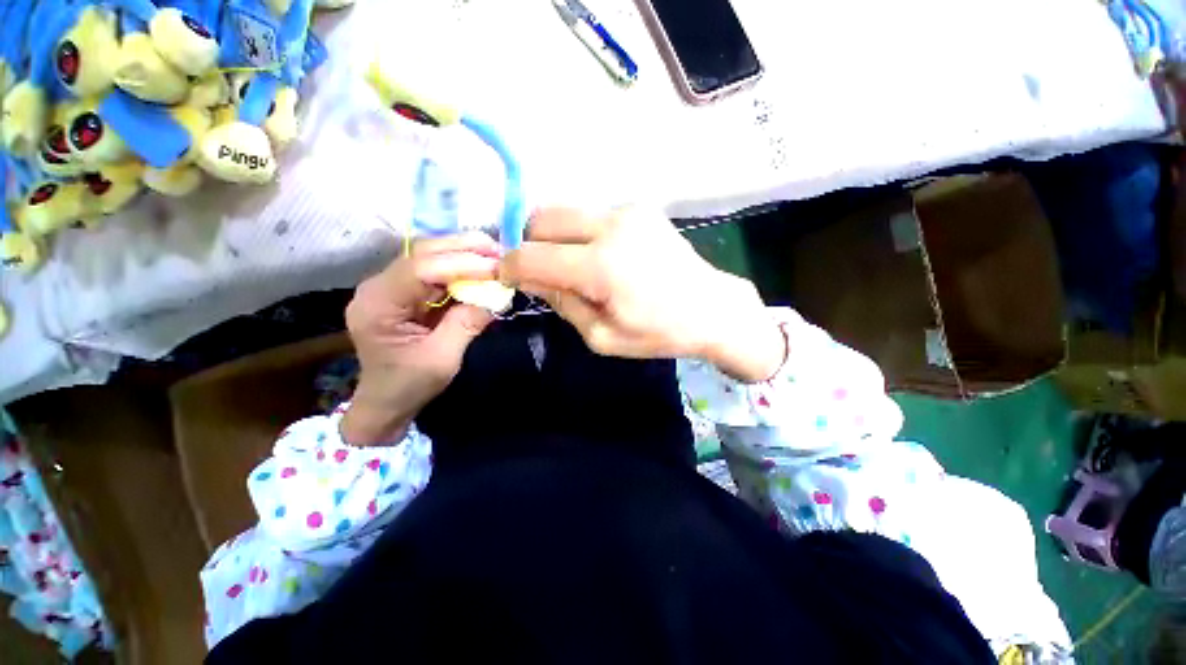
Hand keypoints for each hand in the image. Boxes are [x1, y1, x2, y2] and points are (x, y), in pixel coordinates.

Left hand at [341, 232, 499, 444]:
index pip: (419, 270)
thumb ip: (467, 323)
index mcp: (378, 305)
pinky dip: (460, 267)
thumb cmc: (409, 385)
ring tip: (496, 257)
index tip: (497, 268)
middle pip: (422, 253)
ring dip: (464, 253)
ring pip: (429, 255)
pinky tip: (481, 268)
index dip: (461, 264)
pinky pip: (434, 270)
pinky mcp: (404, 290)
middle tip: (501, 252)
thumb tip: (496, 294)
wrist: (386, 401)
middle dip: (464, 249)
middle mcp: (377, 286)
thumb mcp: (443, 359)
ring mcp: (389, 285)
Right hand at [500, 207, 785, 381]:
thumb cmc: (659, 333)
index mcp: (601, 265)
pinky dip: (580, 233)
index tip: (506, 279)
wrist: (712, 309)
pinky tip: (598, 257)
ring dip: (555, 237)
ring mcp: (627, 211)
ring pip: (565, 212)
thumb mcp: (602, 336)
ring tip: (571, 267)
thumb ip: (562, 303)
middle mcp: (611, 225)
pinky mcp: (639, 208)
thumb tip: (531, 279)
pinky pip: (591, 215)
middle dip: (529, 244)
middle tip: (539, 272)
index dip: (510, 267)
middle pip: (542, 218)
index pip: (532, 255)